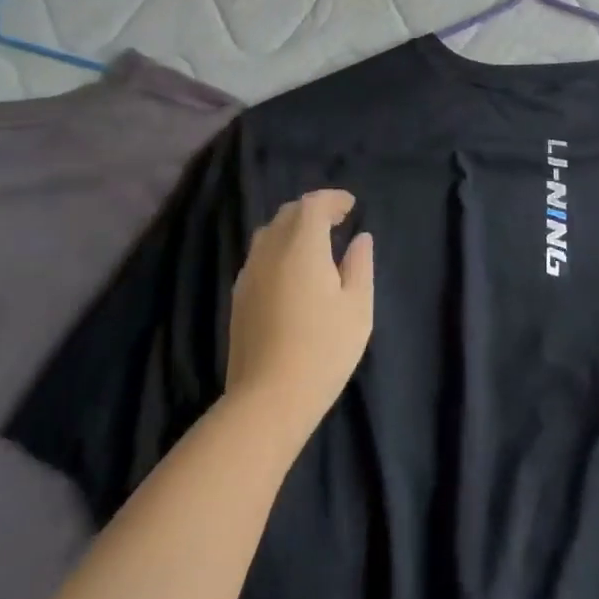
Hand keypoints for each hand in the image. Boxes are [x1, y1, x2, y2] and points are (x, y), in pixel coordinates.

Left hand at [225, 190, 373, 442]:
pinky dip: (278, 250)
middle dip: (312, 211)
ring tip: (314, 246)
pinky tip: (291, 273)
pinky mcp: (239, 297)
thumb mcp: (357, 307)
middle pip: (288, 214)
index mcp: (302, 246)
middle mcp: (270, 250)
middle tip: (336, 223)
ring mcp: (249, 274)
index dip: (332, 200)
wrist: (268, 399)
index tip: (351, 207)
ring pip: (269, 234)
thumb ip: (359, 265)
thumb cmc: (324, 349)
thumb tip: (360, 239)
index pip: (313, 204)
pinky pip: (259, 257)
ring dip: (292, 229)